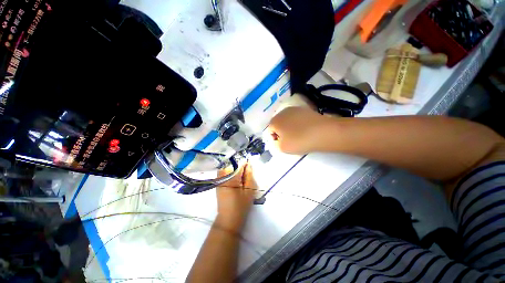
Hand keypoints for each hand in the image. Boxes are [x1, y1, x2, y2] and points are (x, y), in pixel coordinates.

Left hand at [215, 163, 257, 230]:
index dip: (245, 163)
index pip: (238, 164)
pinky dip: (230, 171)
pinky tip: (235, 178)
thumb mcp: (249, 191)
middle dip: (239, 165)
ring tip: (241, 175)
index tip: (250, 165)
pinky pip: (224, 172)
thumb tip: (249, 164)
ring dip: (234, 168)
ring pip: (227, 167)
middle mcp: (222, 176)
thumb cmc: (241, 206)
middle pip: (231, 163)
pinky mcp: (218, 183)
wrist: (228, 219)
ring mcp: (218, 179)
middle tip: (246, 172)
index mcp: (231, 178)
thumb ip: (249, 175)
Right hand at [268, 107, 324, 153]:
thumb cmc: (298, 141)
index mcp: (274, 121)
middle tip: (290, 140)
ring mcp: (294, 109)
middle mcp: (282, 112)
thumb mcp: (282, 148)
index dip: (275, 139)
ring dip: (289, 127)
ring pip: (287, 120)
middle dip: (281, 132)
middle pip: (278, 124)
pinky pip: (297, 118)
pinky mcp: (305, 109)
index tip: (283, 144)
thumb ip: (275, 144)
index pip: (270, 131)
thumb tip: (277, 139)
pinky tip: (305, 129)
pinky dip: (298, 123)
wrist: (322, 132)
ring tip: (298, 134)